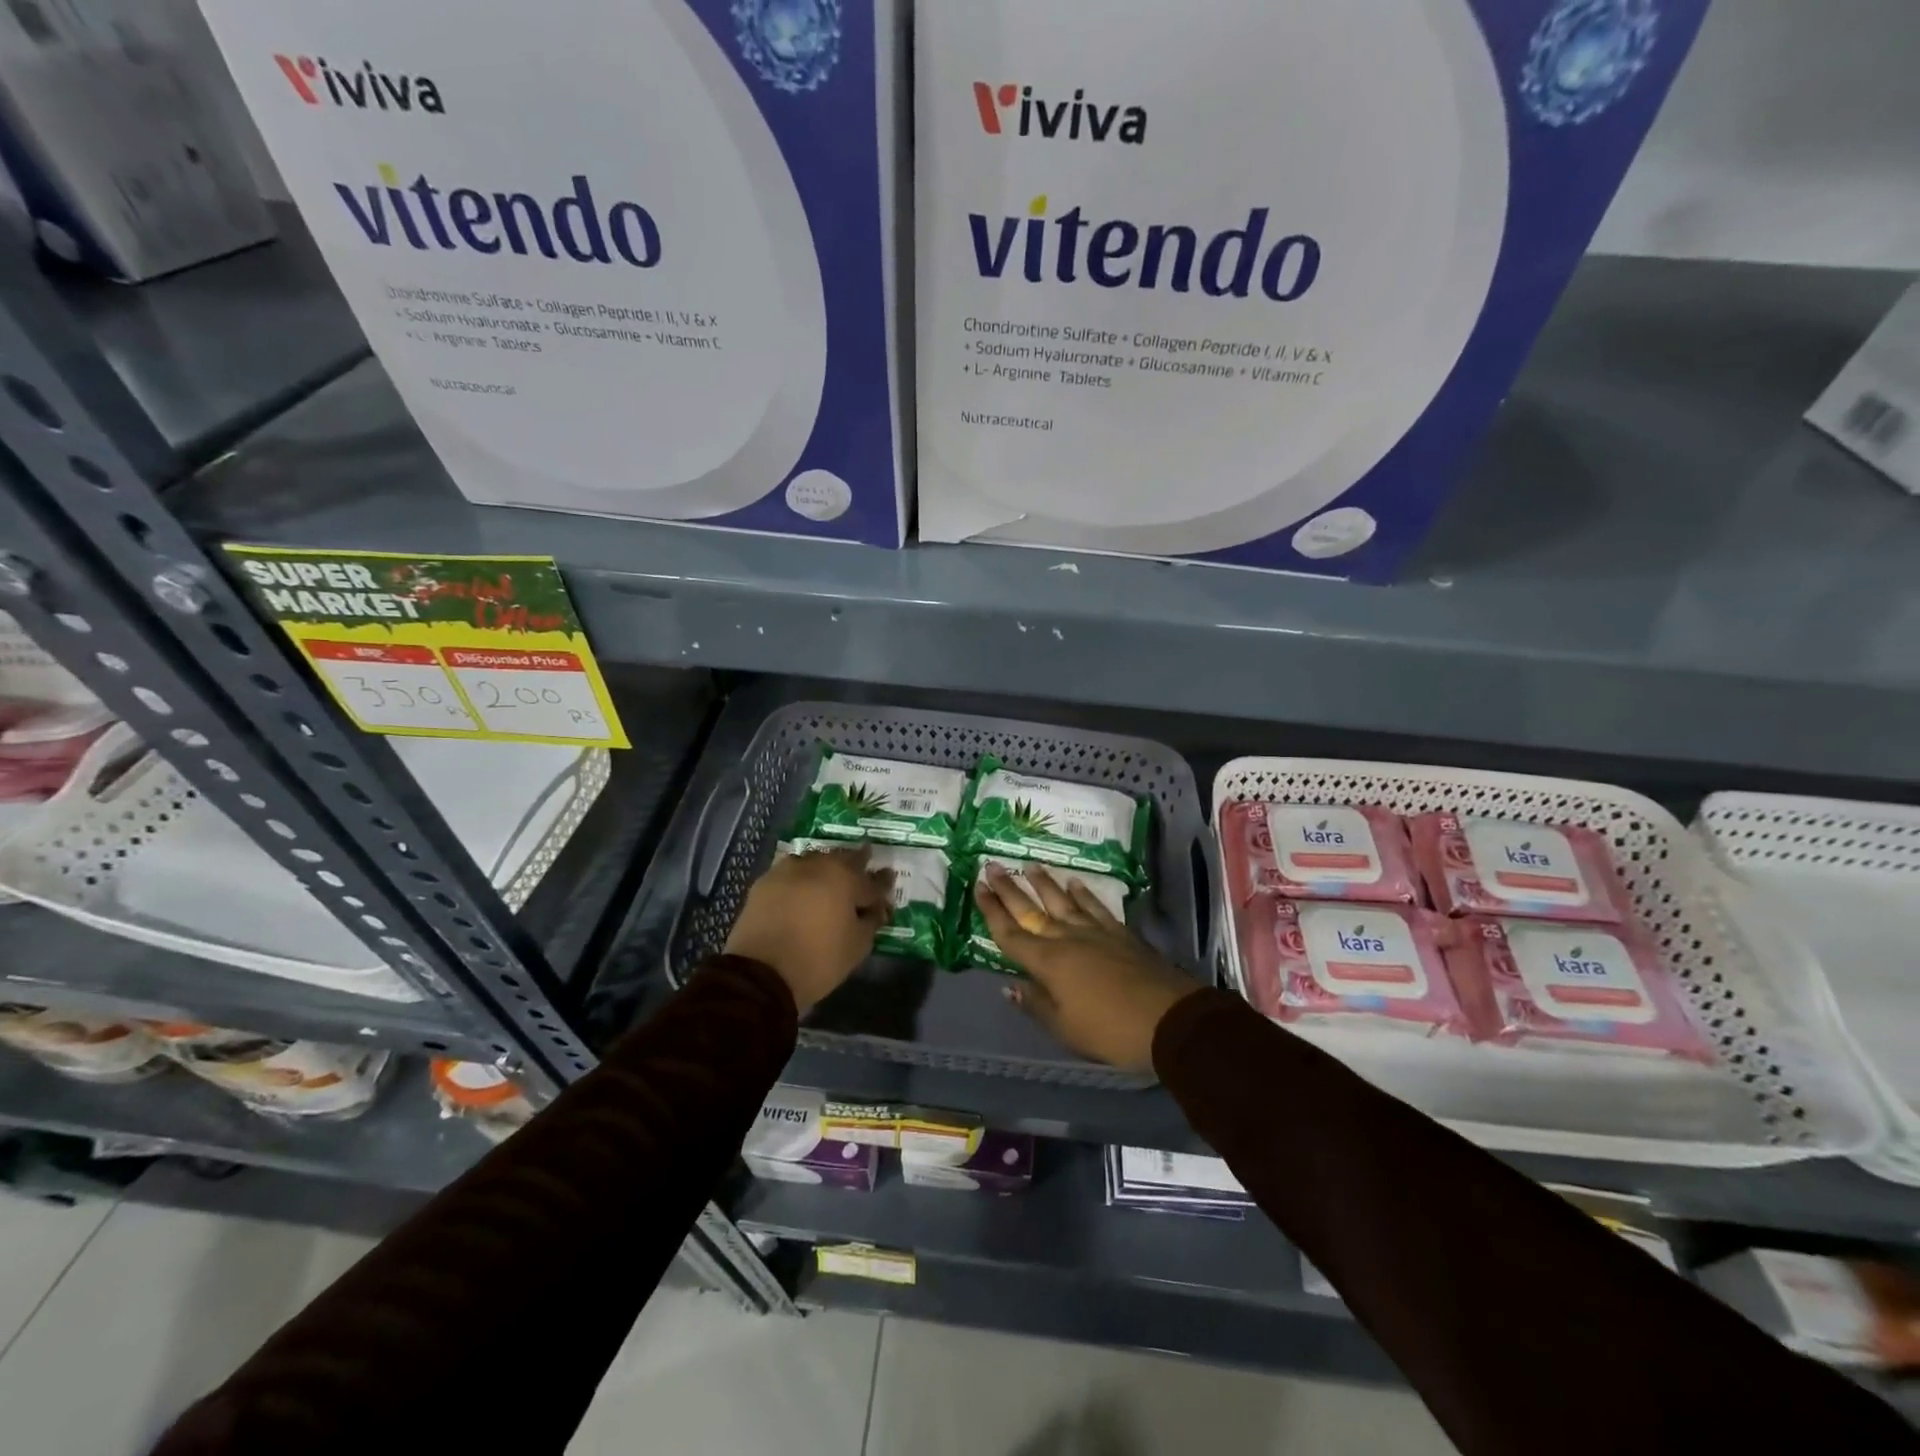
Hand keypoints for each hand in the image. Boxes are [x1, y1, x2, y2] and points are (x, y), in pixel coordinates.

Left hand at [726, 845, 893, 1012]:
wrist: (760, 972)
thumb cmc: (818, 960)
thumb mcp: (857, 946)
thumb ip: (871, 921)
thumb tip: (876, 909)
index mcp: (846, 879)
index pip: (873, 881)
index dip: (883, 883)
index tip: (889, 879)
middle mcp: (819, 865)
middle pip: (844, 859)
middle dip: (857, 862)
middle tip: (865, 863)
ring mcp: (789, 870)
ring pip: (816, 860)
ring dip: (827, 866)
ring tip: (831, 876)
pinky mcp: (765, 882)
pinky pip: (791, 872)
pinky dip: (801, 877)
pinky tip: (802, 887)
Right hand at [974, 862, 1200, 1073]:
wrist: (1169, 1019)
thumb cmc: (1110, 1030)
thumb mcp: (1065, 1028)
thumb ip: (1036, 1004)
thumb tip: (1009, 986)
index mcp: (1047, 963)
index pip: (1010, 933)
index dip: (991, 910)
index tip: (977, 886)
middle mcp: (1066, 939)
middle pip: (1031, 910)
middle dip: (1009, 889)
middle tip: (991, 866)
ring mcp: (1095, 932)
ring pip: (1062, 901)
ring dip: (1044, 883)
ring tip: (1029, 865)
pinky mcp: (1121, 934)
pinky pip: (1096, 907)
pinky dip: (1084, 894)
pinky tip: (1076, 882)